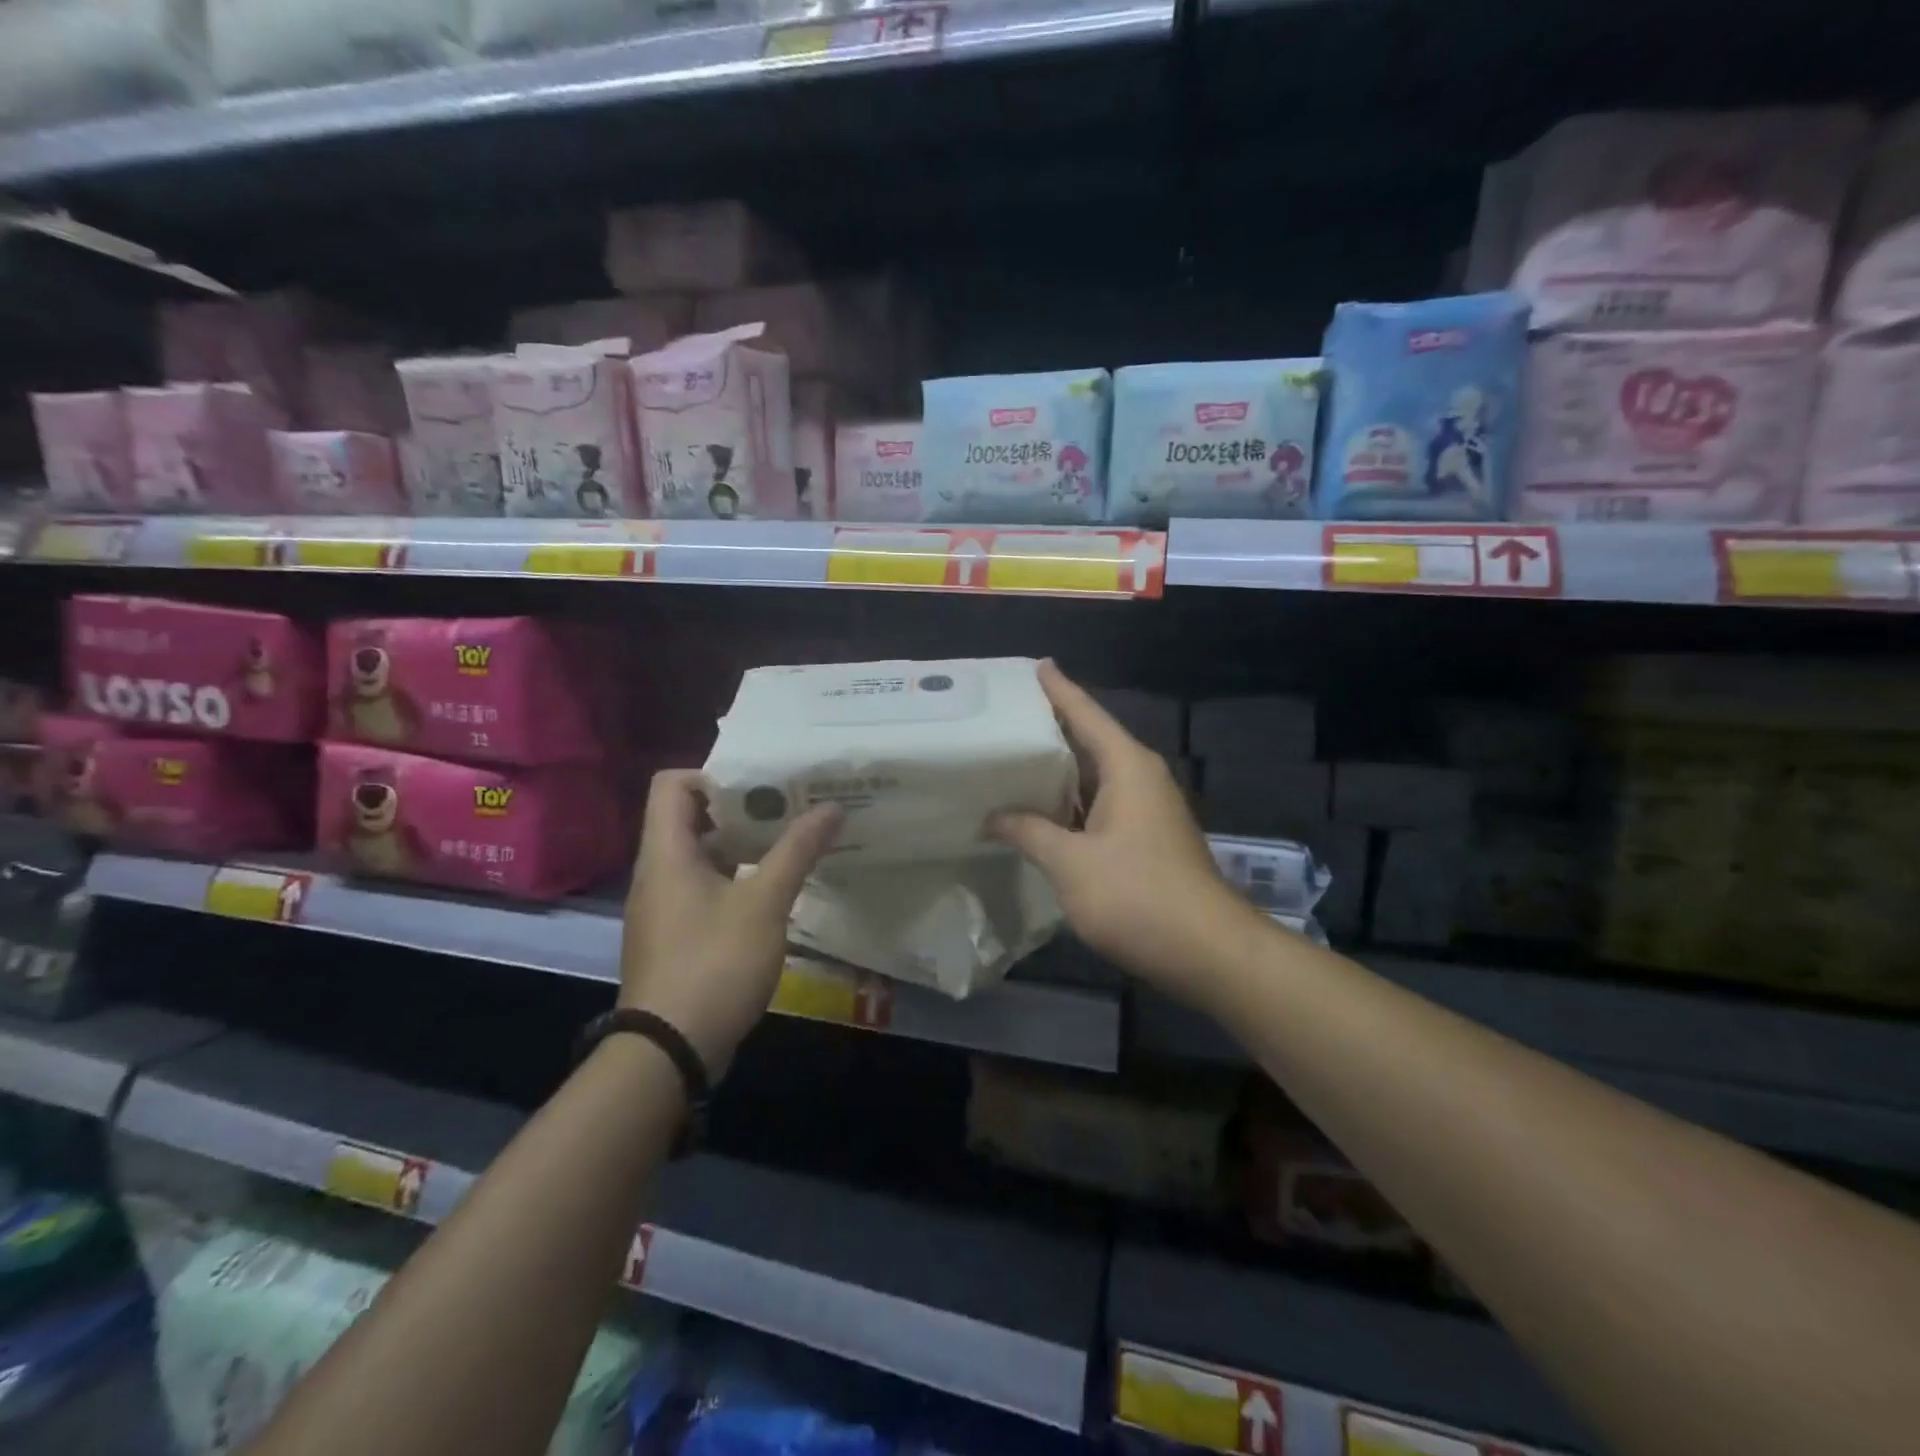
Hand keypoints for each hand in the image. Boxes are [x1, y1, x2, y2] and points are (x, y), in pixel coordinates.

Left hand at [620, 770, 840, 1072]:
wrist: (670, 1051)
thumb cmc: (714, 964)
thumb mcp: (764, 903)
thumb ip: (797, 851)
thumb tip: (831, 807)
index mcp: (667, 853)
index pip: (672, 784)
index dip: (714, 775)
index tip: (761, 785)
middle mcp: (658, 872)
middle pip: (691, 817)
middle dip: (743, 809)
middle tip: (791, 807)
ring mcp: (665, 906)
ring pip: (703, 855)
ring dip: (745, 845)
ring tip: (793, 841)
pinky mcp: (677, 935)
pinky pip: (705, 888)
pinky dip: (738, 878)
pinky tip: (776, 889)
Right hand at [991, 662, 1258, 1004]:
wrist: (1207, 951)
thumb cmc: (1138, 895)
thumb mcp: (1071, 863)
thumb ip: (1030, 832)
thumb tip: (995, 816)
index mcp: (1127, 766)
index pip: (1086, 714)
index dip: (1058, 689)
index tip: (1036, 664)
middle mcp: (1140, 778)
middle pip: (1089, 740)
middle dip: (1050, 728)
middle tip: (1005, 714)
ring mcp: (1146, 810)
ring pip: (1094, 777)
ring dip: (1057, 771)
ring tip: (1011, 758)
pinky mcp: (1145, 839)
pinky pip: (1099, 806)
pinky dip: (1068, 804)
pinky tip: (1039, 812)